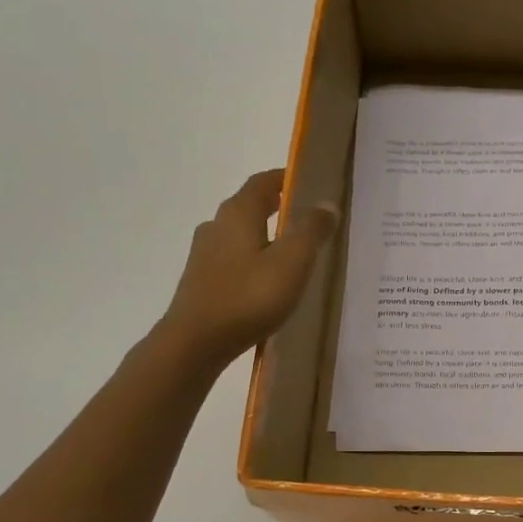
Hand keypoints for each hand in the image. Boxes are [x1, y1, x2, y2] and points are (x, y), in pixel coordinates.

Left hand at [159, 169, 338, 370]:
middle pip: (249, 206)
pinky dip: (252, 260)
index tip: (309, 182)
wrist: (195, 343)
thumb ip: (311, 231)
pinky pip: (233, 260)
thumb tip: (326, 204)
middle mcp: (216, 226)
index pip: (263, 182)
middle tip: (305, 217)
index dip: (286, 178)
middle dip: (276, 207)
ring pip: (239, 235)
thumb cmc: (248, 297)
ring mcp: (204, 255)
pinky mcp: (201, 281)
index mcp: (238, 213)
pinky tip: (266, 281)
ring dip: (264, 236)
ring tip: (290, 252)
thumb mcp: (292, 262)